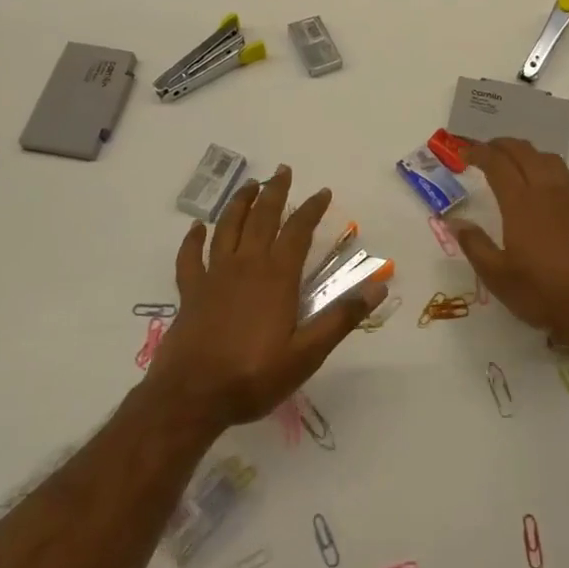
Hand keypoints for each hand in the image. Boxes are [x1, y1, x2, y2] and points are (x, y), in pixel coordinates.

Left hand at [147, 166, 385, 429]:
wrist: (192, 396)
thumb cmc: (254, 376)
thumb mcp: (308, 353)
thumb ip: (342, 317)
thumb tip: (378, 285)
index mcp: (277, 276)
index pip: (298, 231)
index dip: (311, 209)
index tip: (322, 191)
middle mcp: (246, 265)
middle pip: (261, 218)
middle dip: (274, 192)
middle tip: (282, 171)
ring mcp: (214, 276)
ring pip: (227, 228)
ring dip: (239, 203)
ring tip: (249, 185)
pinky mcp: (190, 292)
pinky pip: (190, 258)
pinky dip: (192, 240)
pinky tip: (196, 228)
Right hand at [454, 138, 568, 349]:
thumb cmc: (542, 293)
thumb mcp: (498, 276)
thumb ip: (474, 244)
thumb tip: (455, 222)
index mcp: (521, 203)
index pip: (497, 163)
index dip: (478, 153)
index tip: (464, 153)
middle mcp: (546, 191)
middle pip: (523, 151)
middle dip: (501, 145)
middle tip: (484, 151)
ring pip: (547, 158)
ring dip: (526, 152)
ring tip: (512, 162)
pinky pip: (562, 173)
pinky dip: (544, 166)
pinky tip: (539, 185)